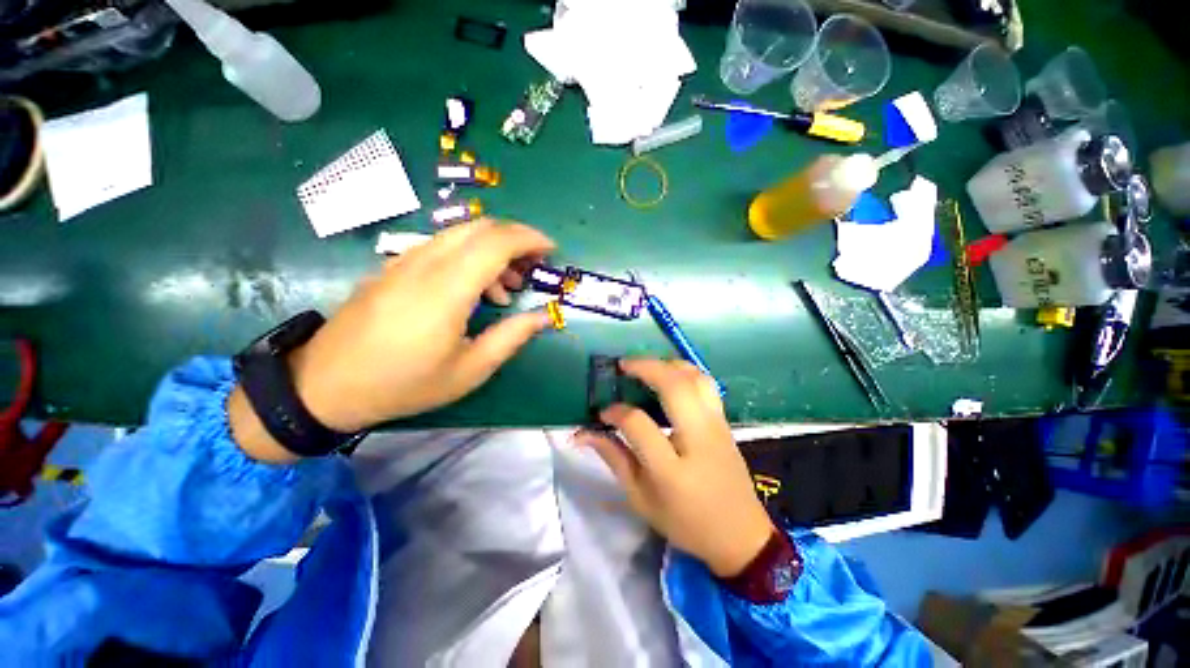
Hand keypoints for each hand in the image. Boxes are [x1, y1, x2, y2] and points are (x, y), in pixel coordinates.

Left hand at [229, 219, 554, 461]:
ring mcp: (404, 262)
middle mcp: (424, 264)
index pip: (495, 243)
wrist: (324, 385)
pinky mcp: (393, 268)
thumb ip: (511, 337)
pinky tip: (473, 291)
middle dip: (515, 239)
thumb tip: (543, 317)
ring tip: (507, 288)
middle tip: (533, 268)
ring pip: (460, 235)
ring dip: (493, 250)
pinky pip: (441, 247)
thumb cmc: (404, 384)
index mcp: (446, 290)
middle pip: (480, 228)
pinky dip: (470, 257)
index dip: (529, 239)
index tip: (551, 250)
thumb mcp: (469, 370)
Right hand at [574, 359, 774, 577]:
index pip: (638, 424)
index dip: (616, 412)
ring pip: (695, 378)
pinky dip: (685, 371)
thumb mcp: (641, 499)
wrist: (741, 535)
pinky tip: (670, 376)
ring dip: (668, 364)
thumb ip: (614, 459)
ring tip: (646, 367)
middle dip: (645, 367)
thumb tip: (583, 433)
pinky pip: (706, 384)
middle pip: (674, 386)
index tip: (603, 412)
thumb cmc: (685, 522)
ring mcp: (716, 426)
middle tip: (623, 365)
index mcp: (672, 469)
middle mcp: (698, 439)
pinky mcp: (724, 422)